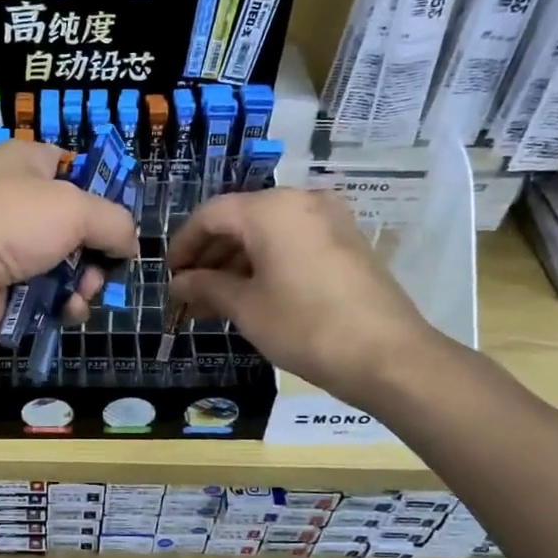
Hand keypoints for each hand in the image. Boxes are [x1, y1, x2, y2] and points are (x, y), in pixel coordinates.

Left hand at [0, 141, 138, 355]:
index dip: (100, 189)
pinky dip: (64, 306)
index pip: (71, 166)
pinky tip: (68, 311)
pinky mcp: (6, 293)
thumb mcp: (76, 207)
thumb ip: (115, 222)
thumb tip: (130, 244)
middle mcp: (17, 204)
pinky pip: (50, 299)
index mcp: (26, 164)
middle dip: (99, 249)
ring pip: (68, 267)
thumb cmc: (10, 222)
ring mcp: (9, 252)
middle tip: (105, 264)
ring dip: (86, 283)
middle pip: (77, 226)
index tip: (120, 217)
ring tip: (84, 291)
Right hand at [167, 187, 444, 400]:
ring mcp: (329, 219)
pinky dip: (267, 263)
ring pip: (267, 233)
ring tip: (215, 302)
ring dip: (236, 263)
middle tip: (190, 293)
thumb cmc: (305, 327)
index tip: (170, 275)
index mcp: (271, 209)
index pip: (211, 215)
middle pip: (240, 220)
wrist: (388, 356)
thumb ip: (206, 287)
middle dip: (210, 256)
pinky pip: (293, 242)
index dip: (184, 244)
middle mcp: (301, 201)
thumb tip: (179, 284)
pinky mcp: (346, 241)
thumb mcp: (246, 308)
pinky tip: (251, 296)